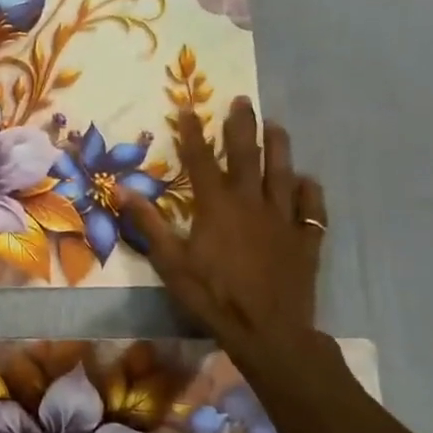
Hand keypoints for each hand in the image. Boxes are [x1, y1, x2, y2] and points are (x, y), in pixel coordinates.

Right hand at [121, 96, 325, 349]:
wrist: (268, 332)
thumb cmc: (212, 296)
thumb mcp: (170, 262)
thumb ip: (147, 223)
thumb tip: (120, 188)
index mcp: (217, 206)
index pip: (201, 160)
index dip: (193, 133)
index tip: (188, 108)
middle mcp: (252, 203)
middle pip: (247, 156)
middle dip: (242, 126)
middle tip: (242, 100)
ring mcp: (284, 220)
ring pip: (283, 174)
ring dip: (279, 147)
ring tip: (276, 126)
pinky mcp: (306, 240)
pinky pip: (312, 209)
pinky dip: (310, 191)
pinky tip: (306, 180)